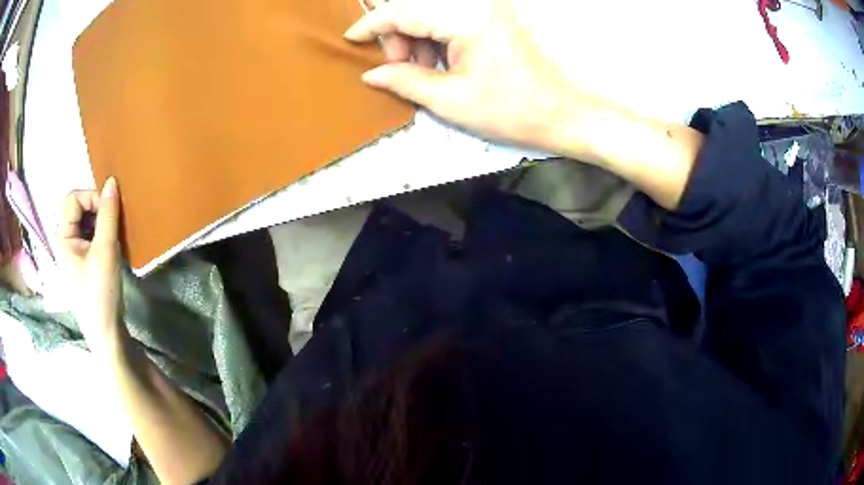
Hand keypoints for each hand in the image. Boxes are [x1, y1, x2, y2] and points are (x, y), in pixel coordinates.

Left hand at [57, 177, 126, 357]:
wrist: (106, 334)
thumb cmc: (100, 293)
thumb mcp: (105, 252)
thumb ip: (107, 215)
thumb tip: (111, 181)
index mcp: (63, 237)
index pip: (72, 199)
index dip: (90, 197)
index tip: (109, 209)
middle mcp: (65, 241)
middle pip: (77, 208)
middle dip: (96, 209)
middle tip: (113, 222)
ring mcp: (73, 253)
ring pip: (85, 221)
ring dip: (101, 221)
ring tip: (114, 234)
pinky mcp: (83, 262)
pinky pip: (90, 235)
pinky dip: (101, 233)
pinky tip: (111, 244)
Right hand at [345, 0, 596, 150]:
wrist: (563, 114)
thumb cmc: (512, 110)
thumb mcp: (450, 100)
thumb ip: (405, 80)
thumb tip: (372, 74)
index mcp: (465, 16)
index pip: (402, 10)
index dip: (372, 25)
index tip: (351, 39)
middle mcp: (476, 3)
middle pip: (415, 6)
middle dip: (397, 34)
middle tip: (398, 68)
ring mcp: (487, 8)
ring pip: (430, 11)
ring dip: (416, 37)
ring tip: (421, 70)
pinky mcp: (493, 17)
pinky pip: (449, 18)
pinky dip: (435, 37)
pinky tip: (439, 63)